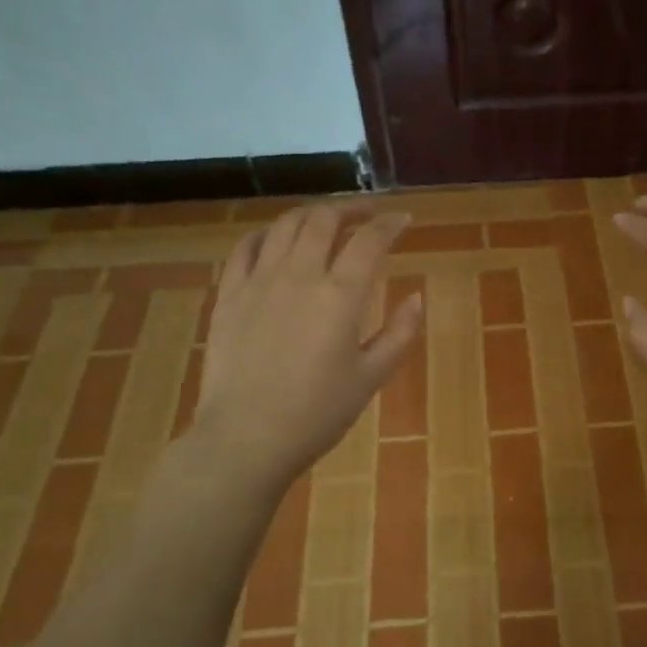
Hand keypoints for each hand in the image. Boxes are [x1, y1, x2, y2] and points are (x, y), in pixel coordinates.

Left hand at [184, 204, 422, 492]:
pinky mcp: (229, 295)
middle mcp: (299, 275)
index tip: (403, 219)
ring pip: (284, 225)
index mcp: (340, 295)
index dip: (390, 223)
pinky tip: (274, 240)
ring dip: (311, 215)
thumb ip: (400, 334)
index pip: (370, 240)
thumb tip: (417, 298)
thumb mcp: (371, 378)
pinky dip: (266, 234)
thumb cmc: (317, 413)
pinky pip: (245, 248)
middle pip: (324, 220)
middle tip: (367, 213)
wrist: (247, 438)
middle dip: (351, 208)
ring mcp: (258, 281)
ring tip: (325, 221)